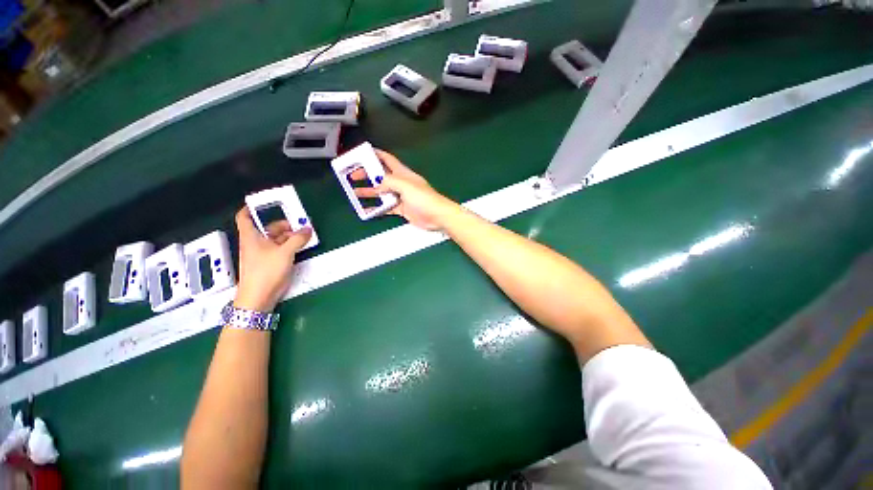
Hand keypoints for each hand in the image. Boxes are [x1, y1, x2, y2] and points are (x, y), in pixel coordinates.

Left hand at [233, 207, 311, 311]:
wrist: (259, 297)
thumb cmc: (267, 271)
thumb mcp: (285, 252)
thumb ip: (297, 239)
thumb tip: (308, 229)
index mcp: (251, 237)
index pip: (245, 217)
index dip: (252, 209)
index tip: (265, 204)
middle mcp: (255, 243)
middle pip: (267, 228)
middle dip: (282, 224)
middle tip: (299, 224)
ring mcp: (263, 254)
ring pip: (275, 239)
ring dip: (289, 236)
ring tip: (304, 236)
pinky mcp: (270, 263)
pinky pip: (280, 249)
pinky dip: (289, 246)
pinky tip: (300, 247)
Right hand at [351, 149, 458, 230]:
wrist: (437, 216)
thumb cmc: (424, 198)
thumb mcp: (405, 185)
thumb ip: (389, 182)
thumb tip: (377, 185)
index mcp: (403, 173)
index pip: (387, 159)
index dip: (375, 154)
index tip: (361, 153)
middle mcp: (401, 183)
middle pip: (381, 176)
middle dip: (368, 174)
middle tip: (353, 175)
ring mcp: (401, 197)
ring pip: (382, 192)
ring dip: (370, 192)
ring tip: (355, 192)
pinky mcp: (402, 209)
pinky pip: (387, 207)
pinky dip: (377, 208)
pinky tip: (368, 209)